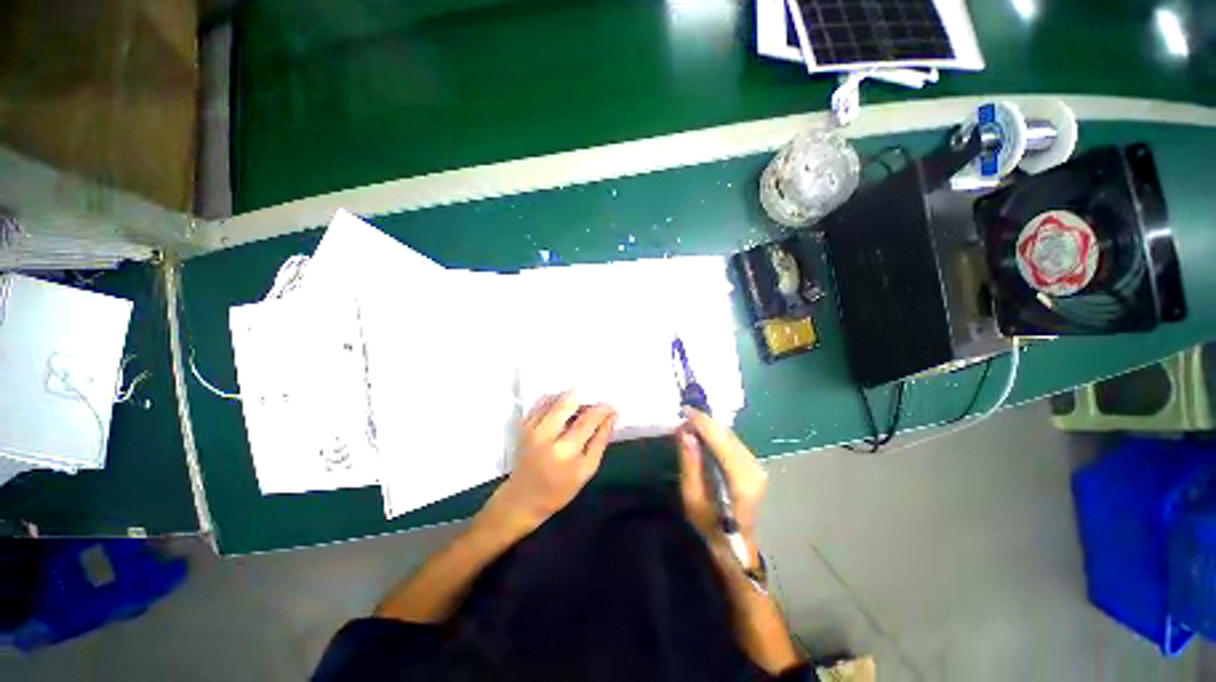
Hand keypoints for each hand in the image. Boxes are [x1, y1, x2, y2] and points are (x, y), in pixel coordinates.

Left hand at [476, 392, 616, 539]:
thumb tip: (611, 417)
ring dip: (570, 399)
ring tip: (579, 410)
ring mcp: (531, 427)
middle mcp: (546, 435)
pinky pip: (542, 402)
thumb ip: (600, 441)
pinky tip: (562, 410)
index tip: (611, 408)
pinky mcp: (523, 424)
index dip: (602, 410)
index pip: (588, 420)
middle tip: (593, 406)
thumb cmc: (559, 489)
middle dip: (585, 399)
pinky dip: (555, 400)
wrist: (523, 498)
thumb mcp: (587, 470)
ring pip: (555, 398)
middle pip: (568, 402)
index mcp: (565, 451)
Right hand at [676, 408, 767, 548]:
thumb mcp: (692, 498)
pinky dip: (716, 435)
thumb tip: (685, 432)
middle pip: (727, 435)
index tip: (684, 411)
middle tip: (683, 417)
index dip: (703, 422)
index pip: (721, 440)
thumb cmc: (710, 526)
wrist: (735, 547)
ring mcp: (757, 466)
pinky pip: (732, 442)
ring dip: (710, 427)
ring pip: (730, 436)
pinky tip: (703, 435)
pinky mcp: (753, 465)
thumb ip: (690, 463)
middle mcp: (754, 468)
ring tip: (690, 424)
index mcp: (741, 479)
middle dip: (705, 422)